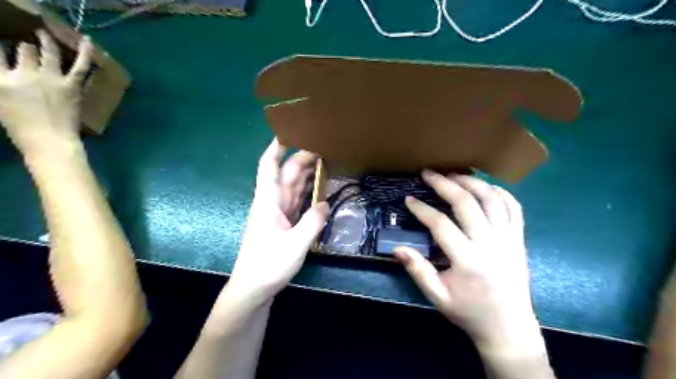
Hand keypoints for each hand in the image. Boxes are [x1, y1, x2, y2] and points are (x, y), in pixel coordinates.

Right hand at [0, 30, 91, 155]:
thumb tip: (7, 73)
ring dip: (45, 41)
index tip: (1, 43)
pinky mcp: (72, 86)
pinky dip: (86, 53)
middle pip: (23, 50)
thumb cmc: (21, 128)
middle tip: (28, 45)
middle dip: (25, 47)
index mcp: (0, 79)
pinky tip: (88, 41)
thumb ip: (1, 83)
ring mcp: (50, 78)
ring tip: (44, 34)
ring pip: (47, 52)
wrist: (50, 141)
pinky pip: (80, 66)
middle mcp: (24, 73)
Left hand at [228, 138, 330, 301]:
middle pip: (287, 174)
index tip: (287, 132)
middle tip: (323, 147)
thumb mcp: (294, 245)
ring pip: (294, 187)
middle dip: (302, 158)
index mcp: (268, 202)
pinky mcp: (284, 223)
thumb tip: (324, 204)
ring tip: (325, 162)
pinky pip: (298, 201)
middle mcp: (272, 203)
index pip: (269, 167)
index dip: (275, 148)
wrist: (253, 288)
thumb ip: (312, 222)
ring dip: (307, 174)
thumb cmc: (268, 265)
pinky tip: (320, 189)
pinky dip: (308, 192)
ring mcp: (278, 213)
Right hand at [397, 171, 541, 355]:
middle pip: (467, 203)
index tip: (409, 199)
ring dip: (471, 182)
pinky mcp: (519, 239)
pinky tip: (485, 186)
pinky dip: (499, 192)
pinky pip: (513, 208)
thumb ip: (418, 271)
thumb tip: (398, 248)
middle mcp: (490, 244)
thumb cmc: (470, 312)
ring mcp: (508, 239)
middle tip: (428, 173)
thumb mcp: (438, 297)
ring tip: (454, 174)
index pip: (441, 224)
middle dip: (444, 184)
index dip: (422, 209)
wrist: (509, 328)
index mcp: (468, 260)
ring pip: (492, 199)